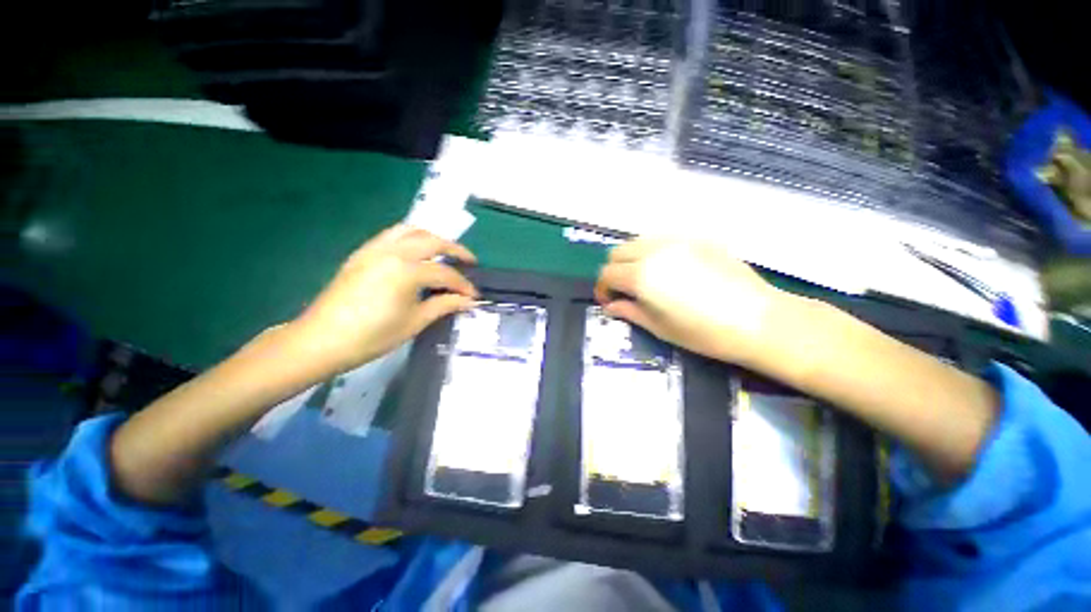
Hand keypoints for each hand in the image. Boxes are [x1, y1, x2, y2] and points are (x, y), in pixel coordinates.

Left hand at [290, 225, 478, 375]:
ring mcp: (374, 249)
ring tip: (444, 252)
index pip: (445, 274)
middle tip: (470, 262)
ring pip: (411, 230)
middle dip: (456, 250)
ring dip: (433, 238)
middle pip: (432, 241)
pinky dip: (411, 238)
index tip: (474, 296)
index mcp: (407, 271)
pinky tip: (416, 253)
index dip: (463, 286)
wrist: (321, 340)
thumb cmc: (372, 336)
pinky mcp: (362, 253)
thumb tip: (469, 301)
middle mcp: (392, 252)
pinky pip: (391, 235)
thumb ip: (445, 305)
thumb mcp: (415, 322)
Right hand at [595, 238, 786, 365]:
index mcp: (641, 275)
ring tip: (645, 279)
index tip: (609, 301)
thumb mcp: (658, 327)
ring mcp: (676, 240)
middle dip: (614, 271)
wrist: (758, 319)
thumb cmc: (703, 332)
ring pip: (638, 242)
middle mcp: (653, 251)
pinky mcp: (697, 238)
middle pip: (617, 252)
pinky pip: (662, 240)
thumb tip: (611, 306)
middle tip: (624, 290)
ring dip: (632, 259)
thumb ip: (629, 311)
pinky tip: (670, 270)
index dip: (603, 288)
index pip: (607, 273)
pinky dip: (653, 252)